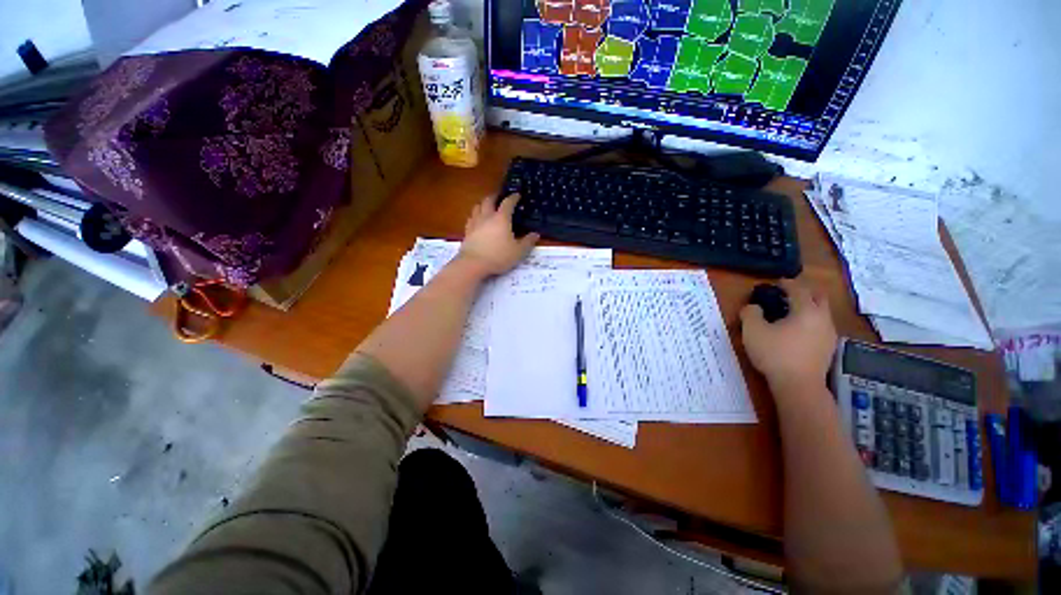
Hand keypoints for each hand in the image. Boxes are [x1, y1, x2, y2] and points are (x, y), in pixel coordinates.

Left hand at [458, 194, 539, 275]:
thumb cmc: (499, 256)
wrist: (473, 264)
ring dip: (483, 204)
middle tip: (499, 197)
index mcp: (501, 218)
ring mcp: (475, 223)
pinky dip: (475, 215)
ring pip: (477, 207)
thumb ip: (528, 242)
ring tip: (487, 206)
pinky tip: (477, 220)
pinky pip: (471, 218)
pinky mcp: (467, 231)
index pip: (508, 203)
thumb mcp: (518, 251)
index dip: (513, 197)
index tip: (517, 195)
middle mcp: (487, 217)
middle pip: (489, 200)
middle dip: (495, 196)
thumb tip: (536, 234)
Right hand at [739, 278, 836, 392]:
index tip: (777, 282)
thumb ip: (750, 313)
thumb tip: (754, 307)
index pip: (799, 289)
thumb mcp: (753, 331)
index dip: (787, 283)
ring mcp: (829, 334)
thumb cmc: (774, 354)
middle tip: (788, 294)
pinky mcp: (828, 348)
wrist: (798, 385)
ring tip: (790, 313)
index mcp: (806, 310)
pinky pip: (821, 326)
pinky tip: (797, 331)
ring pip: (822, 312)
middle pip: (819, 297)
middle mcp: (822, 318)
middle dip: (805, 292)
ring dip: (809, 307)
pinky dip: (811, 321)